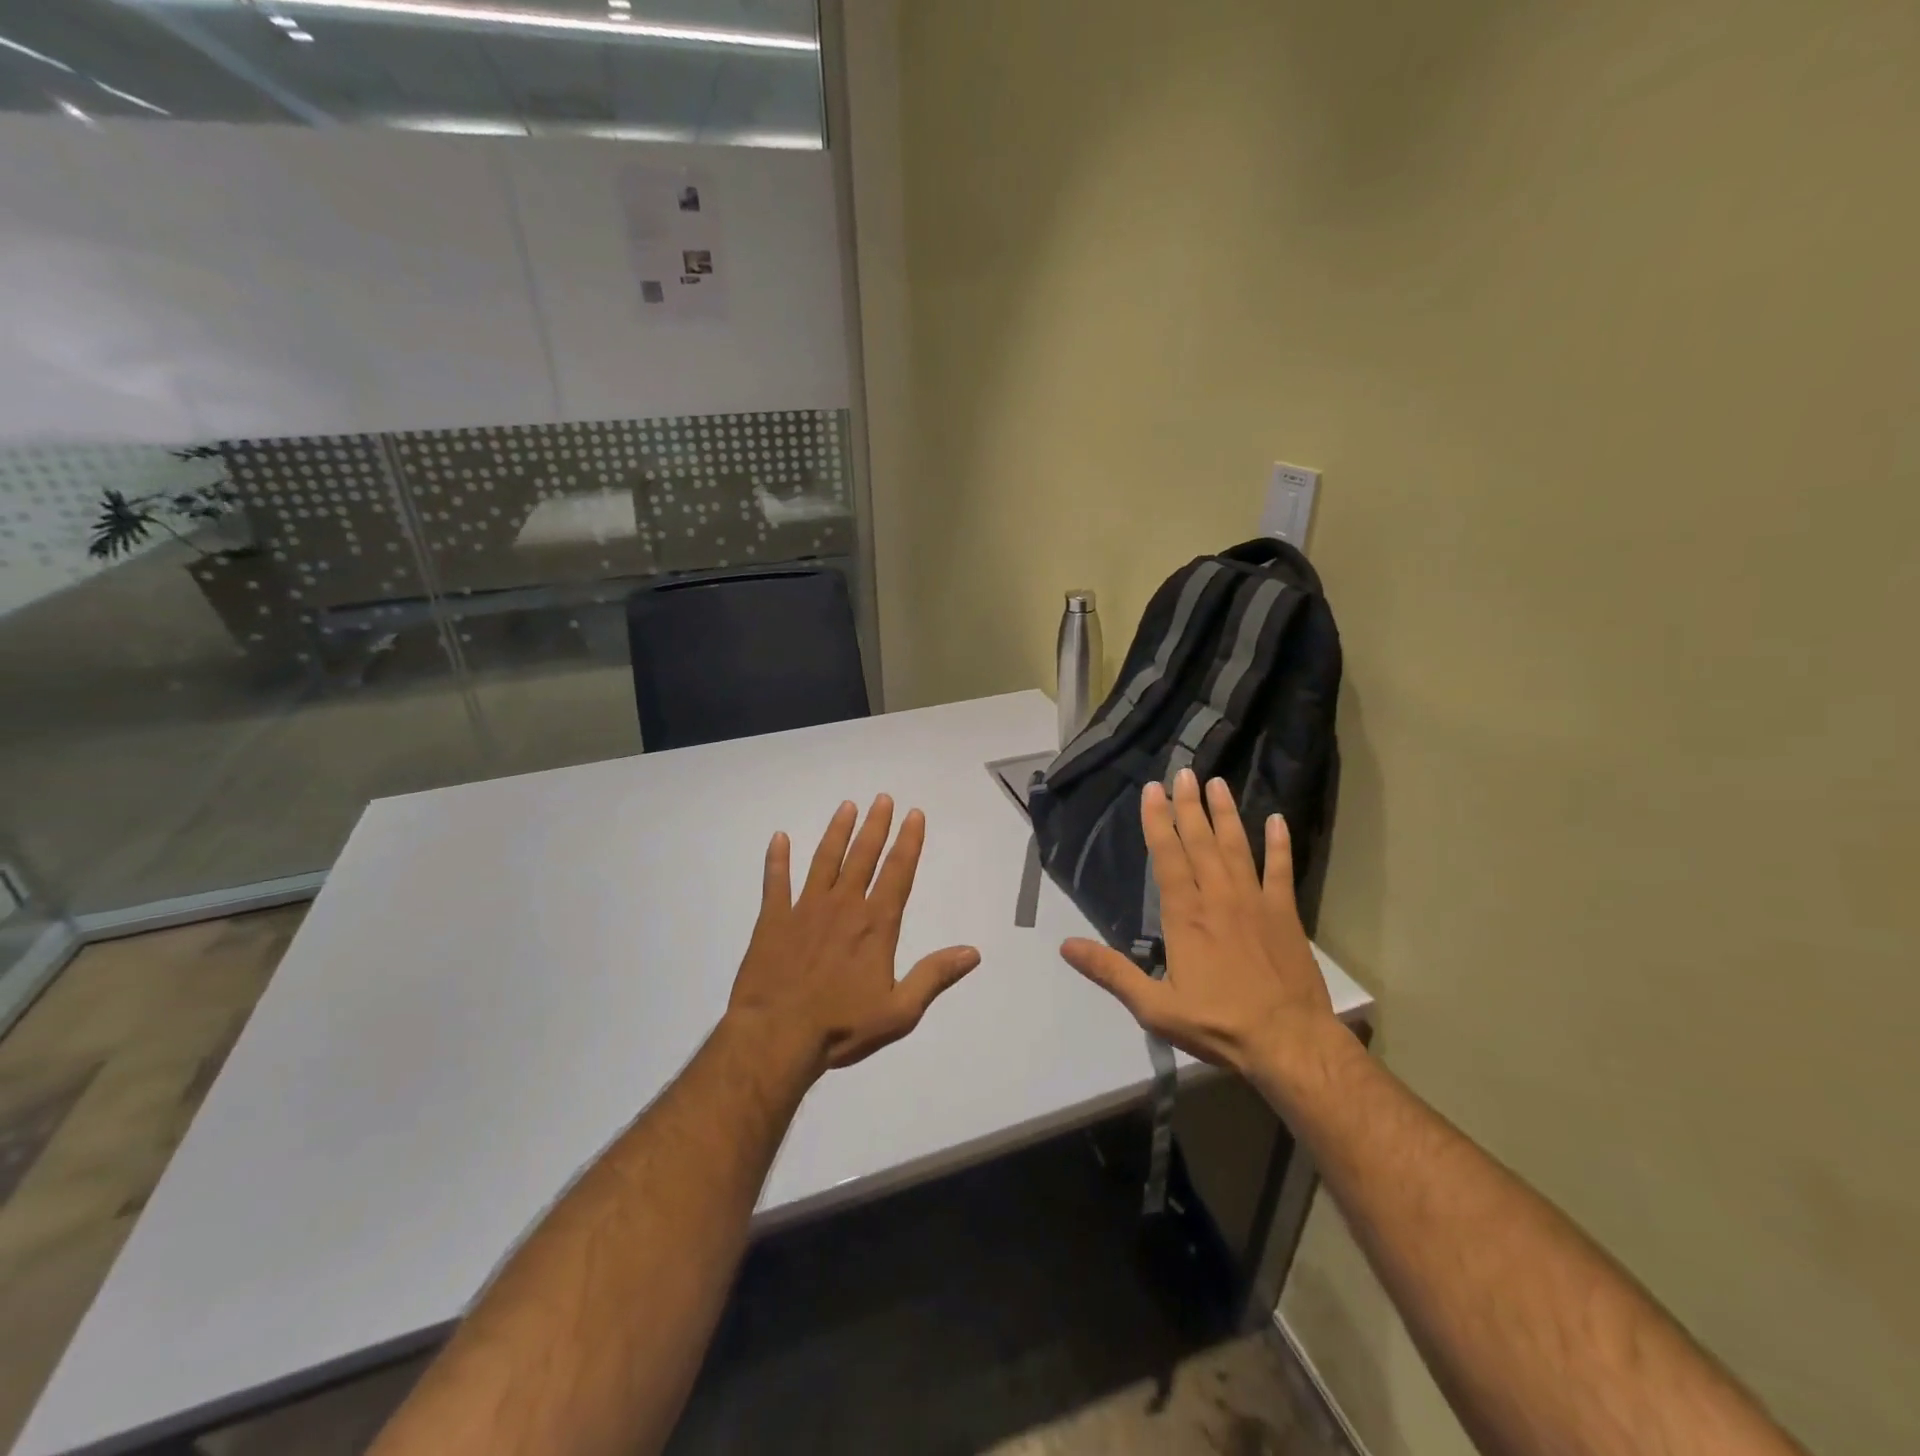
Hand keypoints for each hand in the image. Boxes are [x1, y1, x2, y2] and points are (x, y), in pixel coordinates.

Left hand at [729, 795, 981, 1075]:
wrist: (776, 1036)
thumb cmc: (841, 1027)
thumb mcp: (899, 1011)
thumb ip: (934, 976)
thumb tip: (973, 952)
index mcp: (876, 925)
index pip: (898, 872)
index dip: (909, 841)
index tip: (914, 815)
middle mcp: (844, 906)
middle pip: (863, 856)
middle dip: (876, 825)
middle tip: (882, 798)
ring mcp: (805, 908)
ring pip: (824, 860)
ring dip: (837, 831)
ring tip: (846, 806)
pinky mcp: (773, 919)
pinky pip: (775, 881)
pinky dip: (777, 859)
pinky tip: (779, 838)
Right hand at [1061, 769, 1334, 1075]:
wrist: (1289, 1042)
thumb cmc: (1218, 1024)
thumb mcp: (1154, 1007)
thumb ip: (1111, 972)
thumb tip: (1065, 946)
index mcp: (1185, 916)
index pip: (1167, 857)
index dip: (1157, 821)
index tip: (1152, 790)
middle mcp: (1218, 897)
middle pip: (1201, 842)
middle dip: (1188, 805)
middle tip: (1183, 773)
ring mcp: (1255, 902)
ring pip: (1237, 846)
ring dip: (1226, 813)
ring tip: (1217, 783)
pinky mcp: (1285, 914)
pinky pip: (1281, 870)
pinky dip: (1280, 844)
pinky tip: (1277, 820)